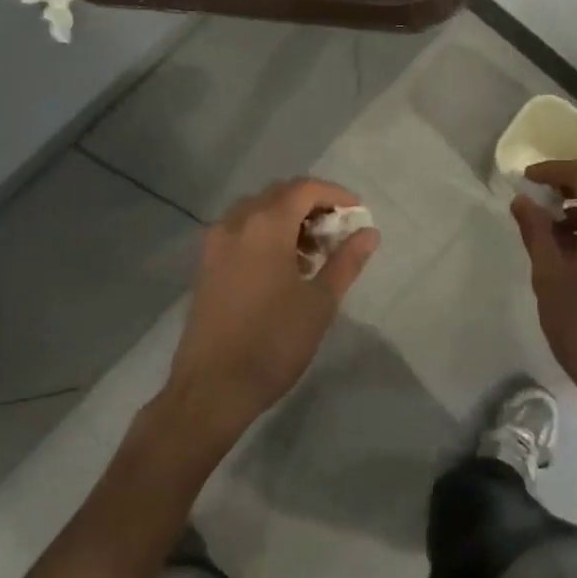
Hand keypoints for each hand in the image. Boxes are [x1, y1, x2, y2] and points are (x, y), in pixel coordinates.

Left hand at [164, 178, 379, 445]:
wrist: (212, 388)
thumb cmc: (273, 342)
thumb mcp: (320, 302)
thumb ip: (346, 261)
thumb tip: (369, 233)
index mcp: (265, 225)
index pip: (305, 188)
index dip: (336, 195)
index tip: (358, 214)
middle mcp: (236, 222)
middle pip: (279, 194)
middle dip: (312, 205)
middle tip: (338, 233)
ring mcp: (216, 242)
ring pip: (258, 210)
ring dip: (288, 219)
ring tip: (313, 254)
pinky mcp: (206, 263)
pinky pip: (241, 230)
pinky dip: (266, 233)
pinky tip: (284, 267)